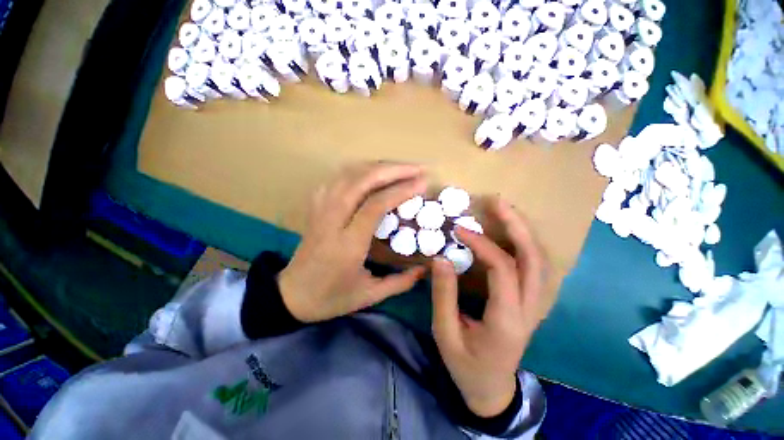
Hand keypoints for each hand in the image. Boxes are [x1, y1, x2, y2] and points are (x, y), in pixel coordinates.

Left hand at [278, 162, 427, 322]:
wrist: (290, 296)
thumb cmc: (330, 298)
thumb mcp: (369, 296)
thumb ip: (400, 283)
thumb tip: (425, 269)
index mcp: (348, 244)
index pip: (375, 205)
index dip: (401, 190)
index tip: (422, 183)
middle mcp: (332, 220)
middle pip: (361, 181)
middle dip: (393, 170)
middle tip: (416, 168)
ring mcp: (320, 210)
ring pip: (347, 175)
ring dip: (376, 166)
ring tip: (399, 168)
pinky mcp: (315, 208)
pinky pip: (335, 180)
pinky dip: (357, 170)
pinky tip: (371, 173)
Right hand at [431, 198, 546, 417]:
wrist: (491, 390)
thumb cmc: (465, 365)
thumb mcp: (445, 333)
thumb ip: (443, 295)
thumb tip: (441, 258)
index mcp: (506, 321)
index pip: (503, 270)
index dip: (482, 244)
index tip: (459, 229)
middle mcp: (530, 310)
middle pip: (534, 260)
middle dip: (517, 226)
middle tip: (497, 202)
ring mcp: (536, 306)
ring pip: (540, 261)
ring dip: (523, 231)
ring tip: (504, 210)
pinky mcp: (531, 302)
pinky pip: (535, 267)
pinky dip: (524, 243)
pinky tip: (510, 231)